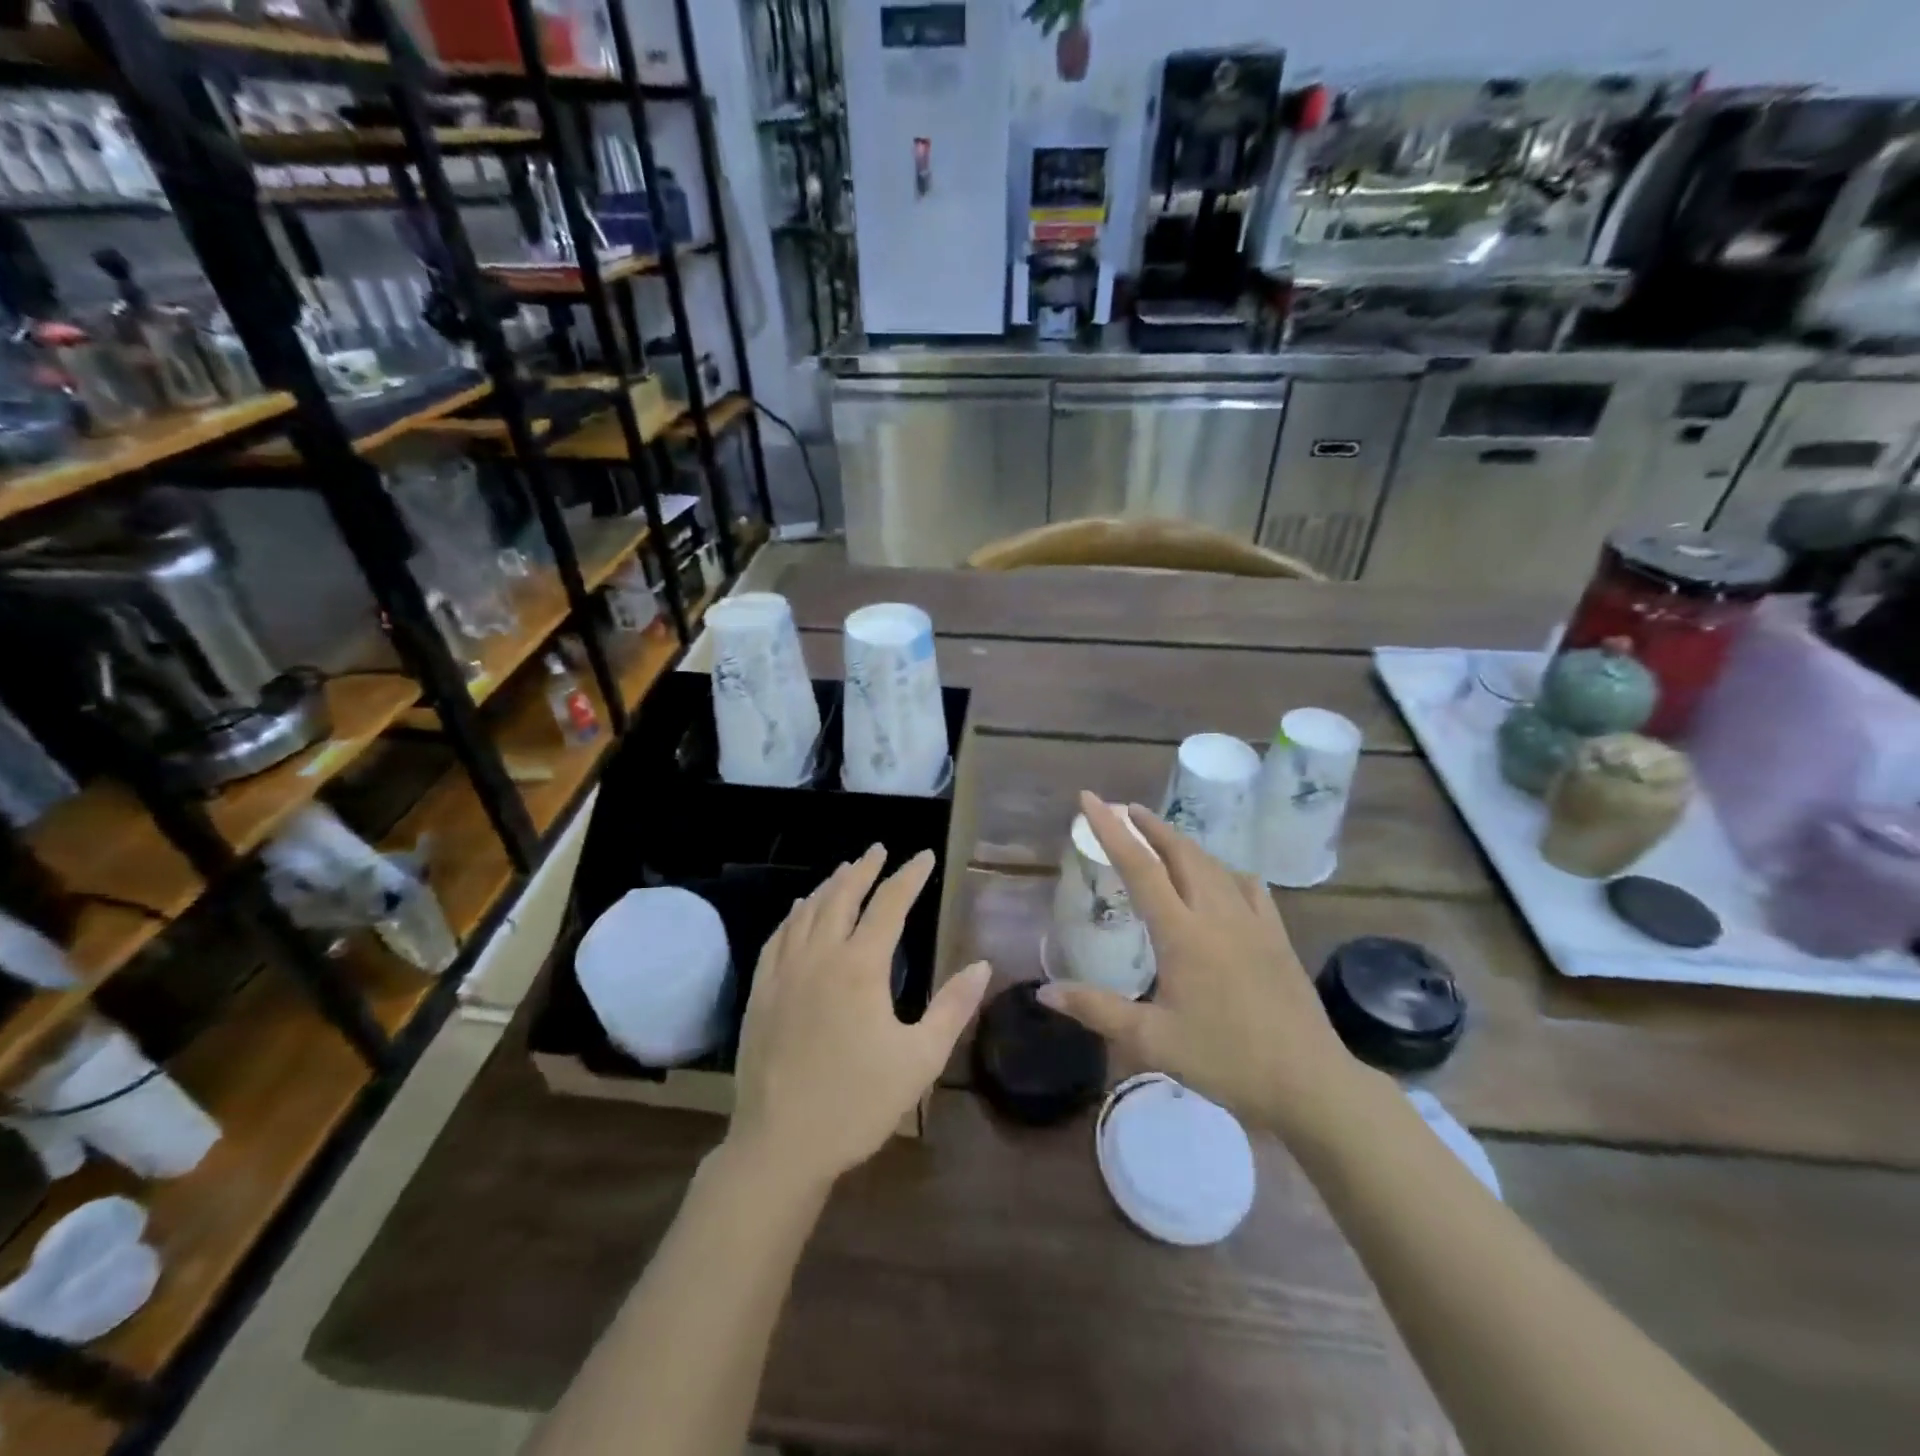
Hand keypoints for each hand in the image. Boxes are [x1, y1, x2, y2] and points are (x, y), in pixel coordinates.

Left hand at [728, 845, 991, 1191]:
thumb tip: (982, 965)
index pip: (890, 904)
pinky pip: (777, 938)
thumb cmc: (858, 1103)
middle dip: (865, 869)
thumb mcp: (920, 1059)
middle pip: (842, 896)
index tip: (925, 856)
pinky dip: (793, 915)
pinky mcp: (761, 992)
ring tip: (846, 870)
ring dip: (829, 885)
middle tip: (880, 850)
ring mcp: (784, 972)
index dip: (909, 876)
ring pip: (807, 911)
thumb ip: (952, 1007)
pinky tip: (798, 910)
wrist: (781, 1144)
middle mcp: (820, 956)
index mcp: (861, 967)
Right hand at [1037, 793, 1355, 1139]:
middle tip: (1126, 810)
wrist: (1309, 1081)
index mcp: (1182, 932)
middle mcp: (1217, 914)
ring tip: (1162, 837)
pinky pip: (1247, 886)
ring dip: (1182, 843)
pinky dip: (1224, 871)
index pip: (1139, 866)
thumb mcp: (1152, 1041)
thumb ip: (1096, 1010)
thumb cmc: (1225, 1060)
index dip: (1111, 829)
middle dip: (1150, 825)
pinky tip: (1221, 879)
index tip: (1090, 799)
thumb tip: (1045, 992)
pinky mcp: (1276, 935)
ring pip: (1213, 864)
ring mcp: (1252, 921)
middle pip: (1180, 851)